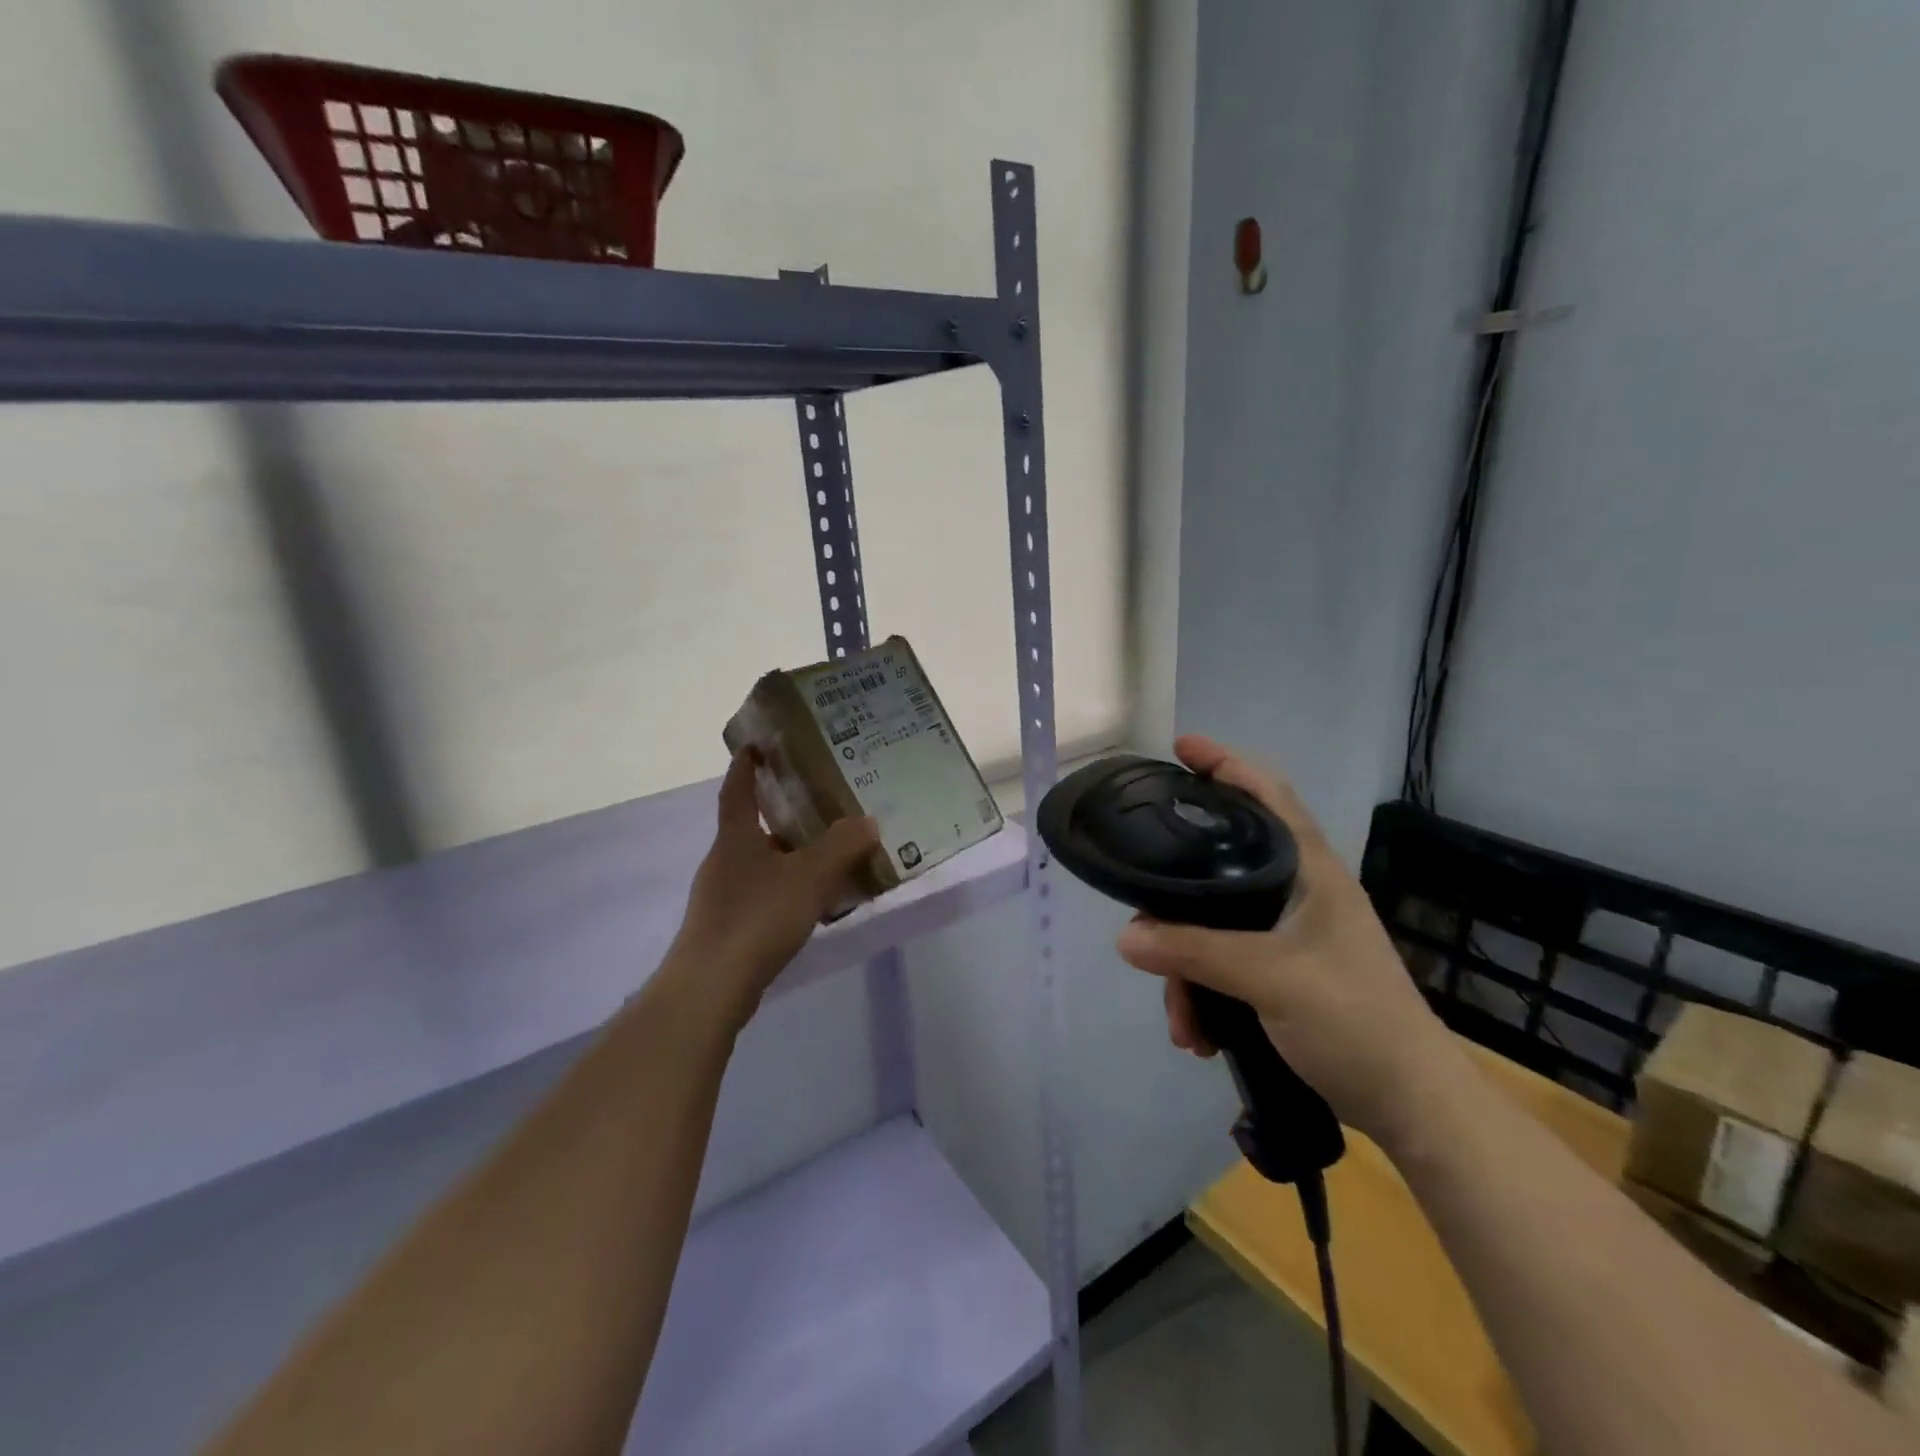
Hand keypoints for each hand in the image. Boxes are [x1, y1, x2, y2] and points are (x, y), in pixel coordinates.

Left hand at [670, 749, 880, 1027]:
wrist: (710, 987)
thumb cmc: (757, 917)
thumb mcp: (809, 876)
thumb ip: (842, 847)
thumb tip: (868, 821)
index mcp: (736, 837)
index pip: (738, 789)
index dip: (746, 765)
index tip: (757, 744)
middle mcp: (724, 860)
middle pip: (752, 828)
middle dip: (782, 815)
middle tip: (820, 805)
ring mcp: (722, 896)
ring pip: (761, 864)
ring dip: (789, 857)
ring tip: (828, 856)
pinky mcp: (728, 928)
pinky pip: (763, 896)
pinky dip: (787, 890)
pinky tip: (813, 905)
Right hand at [1115, 735, 1465, 1147]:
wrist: (1412, 1106)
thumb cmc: (1355, 1021)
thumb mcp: (1271, 978)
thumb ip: (1195, 952)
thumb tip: (1126, 936)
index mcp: (1310, 872)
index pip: (1268, 795)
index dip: (1226, 764)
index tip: (1178, 749)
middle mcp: (1298, 893)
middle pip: (1220, 867)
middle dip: (1176, 904)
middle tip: (1142, 920)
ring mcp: (1290, 934)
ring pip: (1213, 925)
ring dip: (1186, 970)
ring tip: (1182, 1021)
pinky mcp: (1283, 972)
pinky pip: (1223, 963)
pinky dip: (1203, 993)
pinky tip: (1198, 1034)